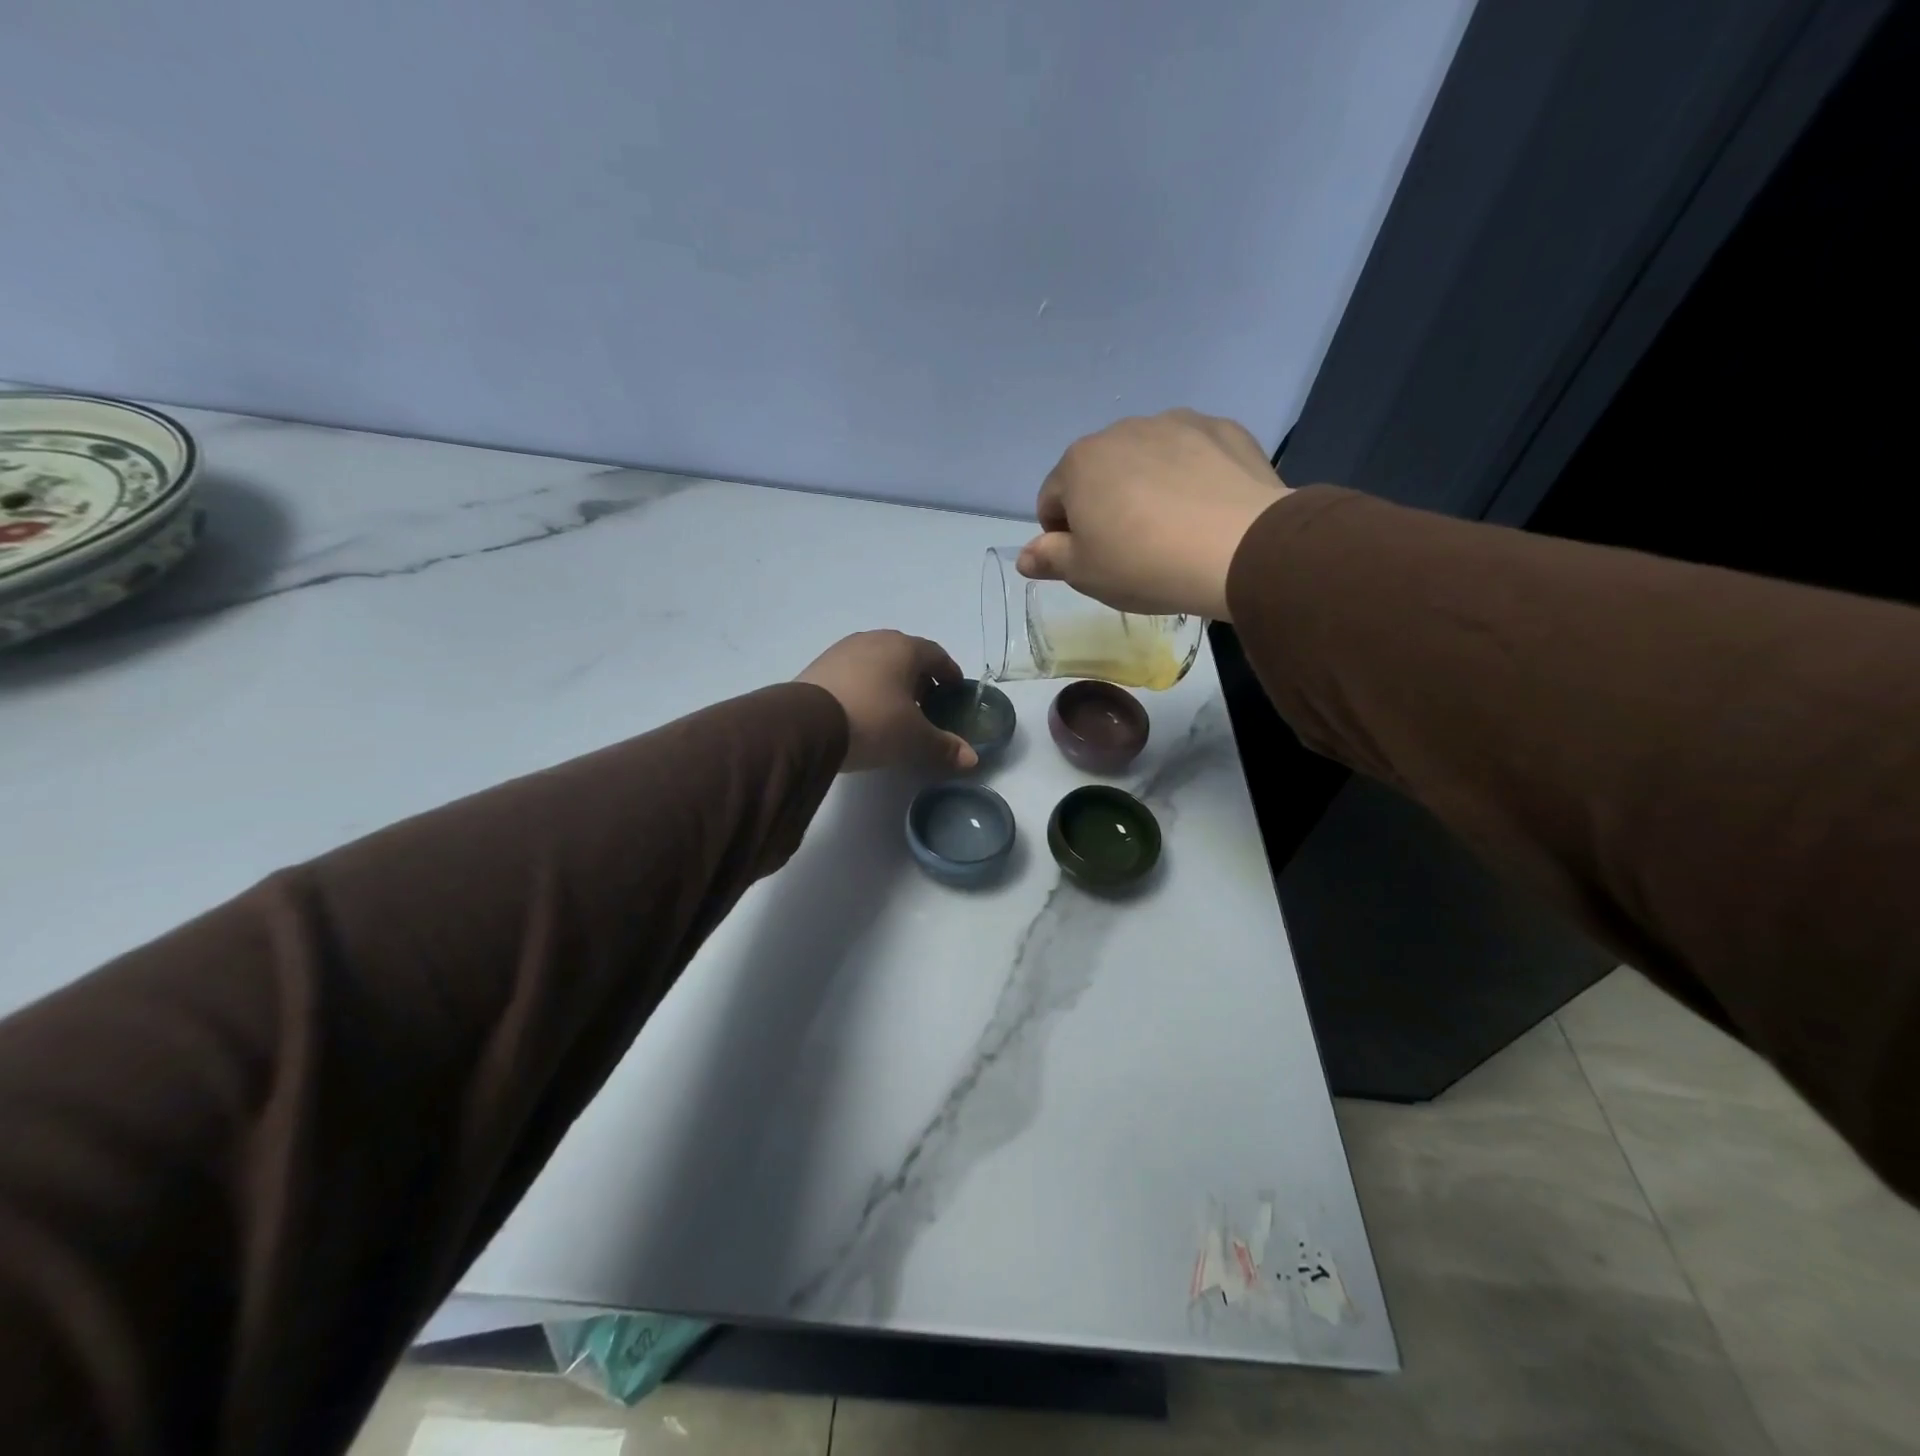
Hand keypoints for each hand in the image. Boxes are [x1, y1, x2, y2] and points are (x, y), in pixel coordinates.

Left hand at [797, 631, 978, 772]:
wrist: (806, 724)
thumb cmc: (873, 722)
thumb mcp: (914, 739)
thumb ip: (944, 746)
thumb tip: (972, 758)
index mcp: (904, 648)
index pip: (936, 655)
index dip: (949, 672)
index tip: (955, 690)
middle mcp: (874, 640)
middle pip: (906, 655)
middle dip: (919, 677)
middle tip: (927, 704)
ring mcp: (843, 650)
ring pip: (877, 661)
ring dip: (890, 680)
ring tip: (894, 708)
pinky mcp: (819, 666)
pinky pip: (853, 672)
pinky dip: (865, 685)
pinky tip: (864, 709)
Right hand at [1018, 409, 1290, 620]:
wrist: (1240, 549)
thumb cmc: (1144, 564)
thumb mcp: (1085, 573)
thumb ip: (1049, 558)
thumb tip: (1024, 556)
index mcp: (1079, 463)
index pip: (1052, 499)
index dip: (1062, 534)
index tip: (1087, 560)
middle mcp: (1122, 431)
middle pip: (1099, 473)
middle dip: (1105, 504)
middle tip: (1130, 548)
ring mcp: (1176, 423)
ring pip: (1146, 459)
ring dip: (1146, 486)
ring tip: (1172, 528)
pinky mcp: (1223, 429)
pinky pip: (1193, 454)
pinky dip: (1190, 476)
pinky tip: (1205, 510)